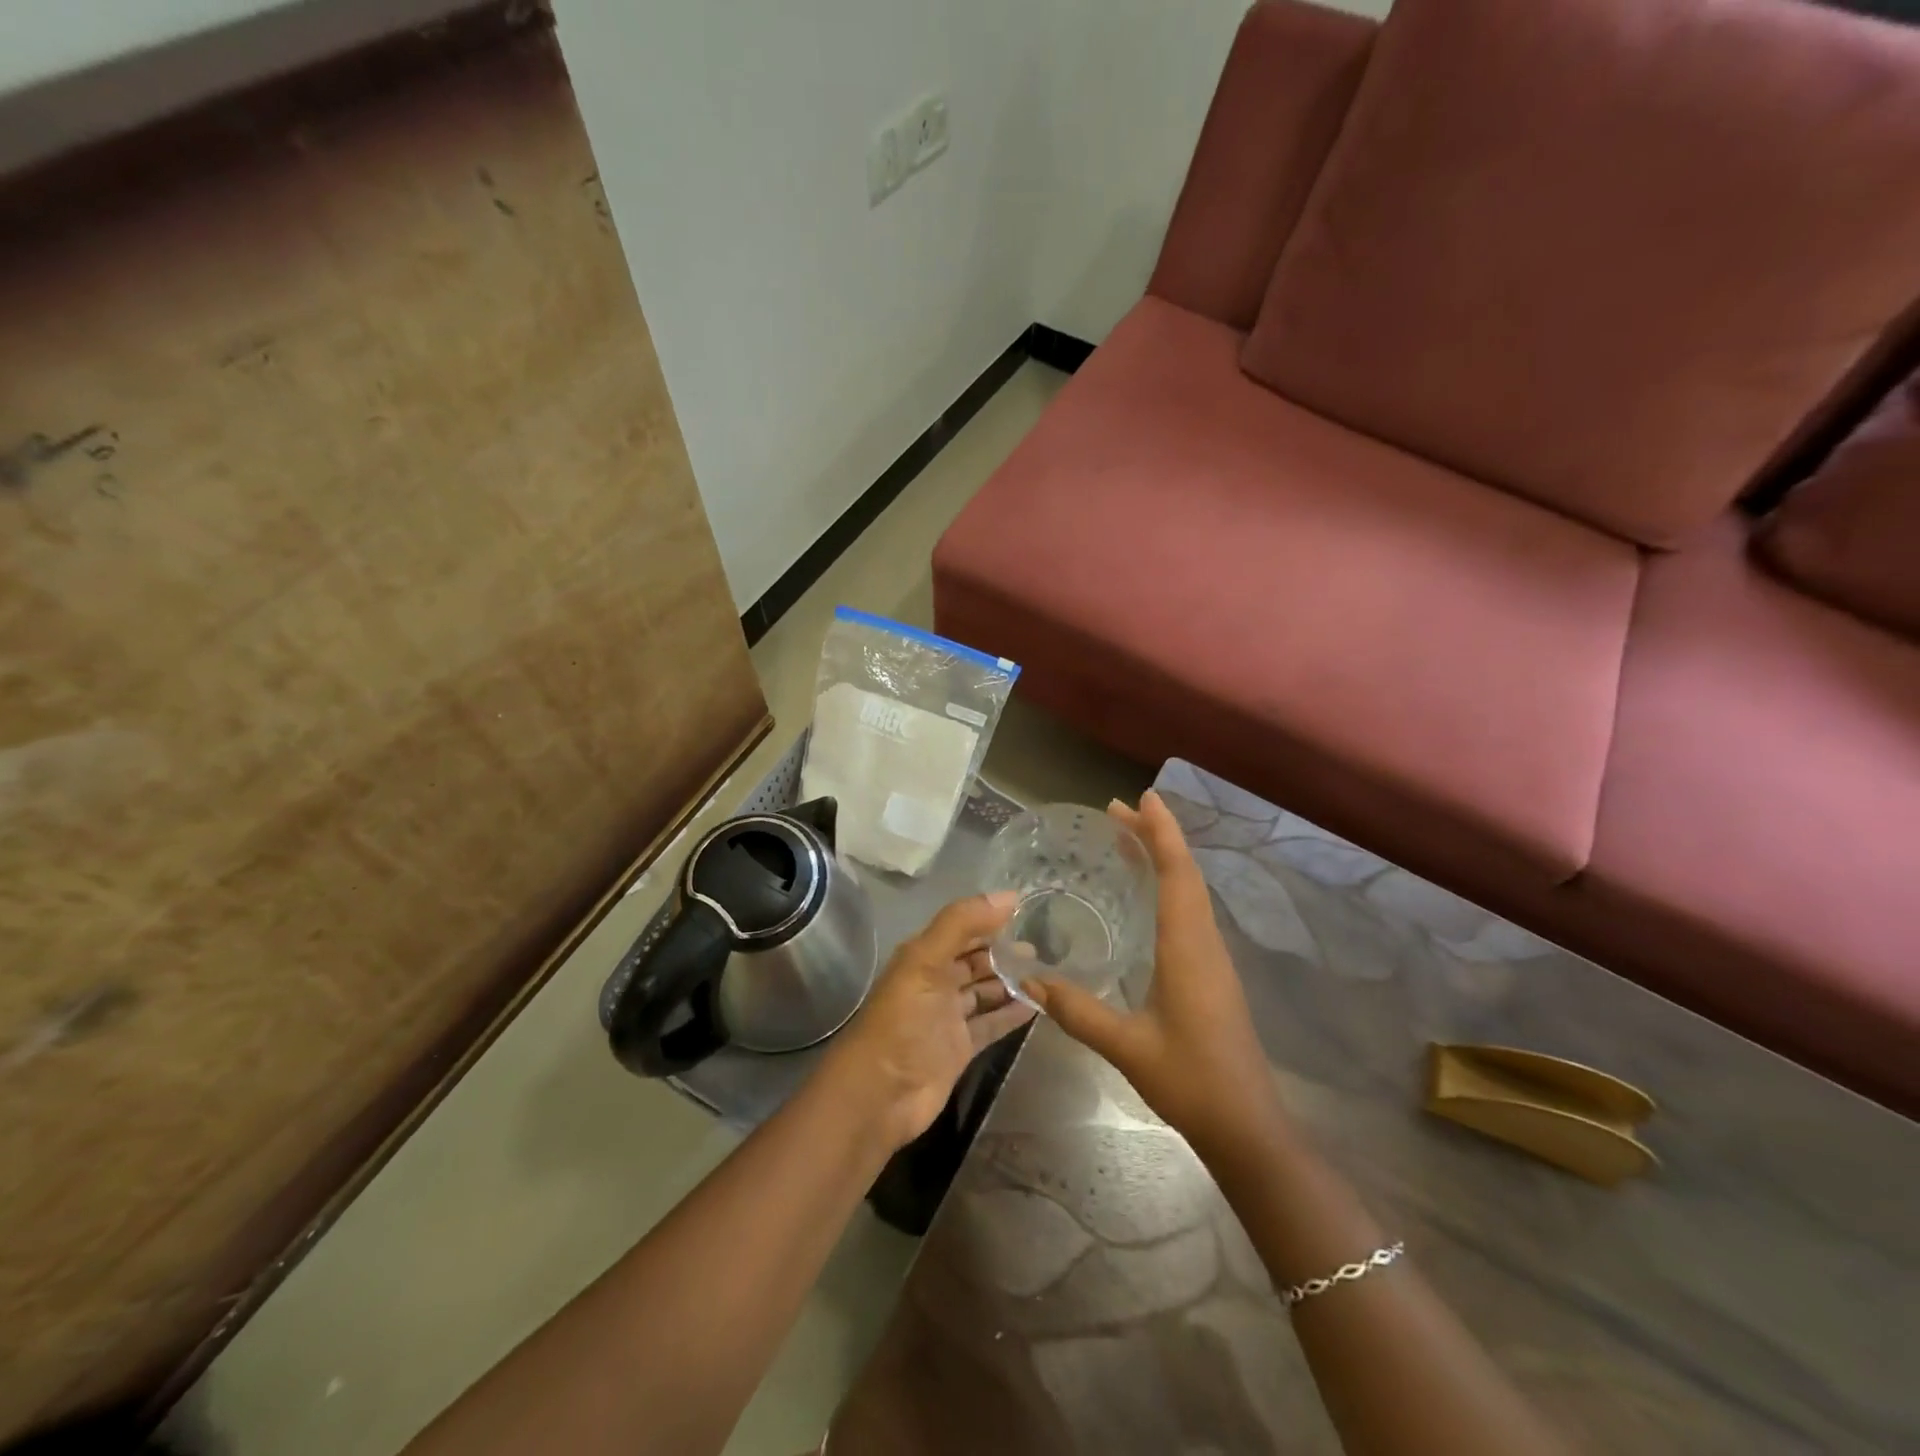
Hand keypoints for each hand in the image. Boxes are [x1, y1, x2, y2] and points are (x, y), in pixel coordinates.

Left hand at [816, 892, 1035, 1151]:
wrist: (880, 1094)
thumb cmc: (902, 1020)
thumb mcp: (926, 961)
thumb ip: (962, 924)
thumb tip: (1010, 896)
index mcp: (922, 957)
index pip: (961, 929)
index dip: (990, 919)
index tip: (1029, 911)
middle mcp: (936, 983)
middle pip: (975, 960)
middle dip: (1004, 951)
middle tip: (1045, 946)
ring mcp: (948, 1018)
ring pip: (985, 991)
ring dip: (1011, 981)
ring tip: (1047, 971)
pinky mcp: (961, 1048)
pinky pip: (991, 1023)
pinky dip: (1011, 1014)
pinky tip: (1037, 1004)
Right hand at [1026, 791, 1282, 1156]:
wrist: (1248, 1127)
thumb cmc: (1192, 1082)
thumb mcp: (1127, 1047)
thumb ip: (1078, 1012)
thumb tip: (1030, 980)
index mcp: (1188, 948)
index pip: (1178, 874)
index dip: (1162, 832)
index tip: (1141, 798)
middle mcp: (1205, 943)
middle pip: (1186, 874)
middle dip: (1156, 837)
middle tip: (1118, 812)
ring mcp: (1213, 959)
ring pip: (1191, 892)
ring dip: (1164, 859)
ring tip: (1129, 841)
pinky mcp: (1212, 975)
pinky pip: (1191, 913)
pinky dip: (1170, 887)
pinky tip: (1148, 897)